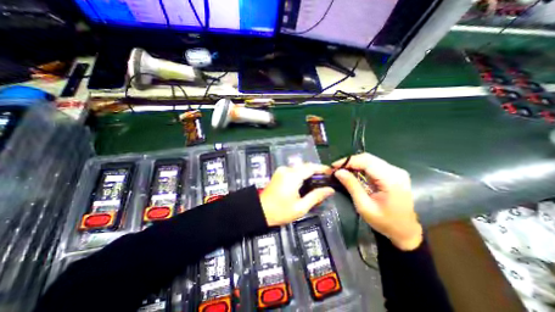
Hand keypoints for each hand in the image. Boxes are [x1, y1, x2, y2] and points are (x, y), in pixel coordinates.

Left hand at [260, 163, 333, 225]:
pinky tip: (305, 183)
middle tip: (325, 180)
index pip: (311, 167)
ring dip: (308, 173)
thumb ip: (316, 196)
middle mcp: (287, 170)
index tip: (331, 172)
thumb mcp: (301, 207)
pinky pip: (293, 171)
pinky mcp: (279, 173)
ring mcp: (281, 170)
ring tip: (317, 183)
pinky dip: (301, 175)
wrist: (260, 211)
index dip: (322, 168)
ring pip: (299, 168)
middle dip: (316, 171)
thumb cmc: (280, 211)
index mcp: (292, 176)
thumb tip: (330, 190)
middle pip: (305, 166)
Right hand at [334, 154, 420, 250]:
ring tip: (342, 171)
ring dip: (354, 164)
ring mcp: (396, 171)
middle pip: (368, 158)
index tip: (333, 166)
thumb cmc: (385, 222)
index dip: (348, 161)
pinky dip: (361, 167)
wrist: (406, 231)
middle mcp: (395, 171)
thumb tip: (338, 172)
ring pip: (370, 160)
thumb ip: (351, 186)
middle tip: (336, 169)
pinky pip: (373, 165)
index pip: (366, 161)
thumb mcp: (364, 206)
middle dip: (349, 162)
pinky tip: (353, 173)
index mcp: (391, 179)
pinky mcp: (393, 174)